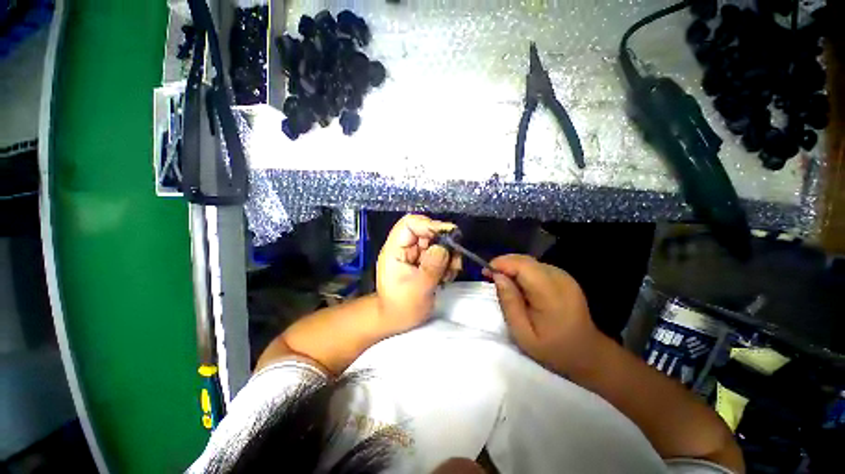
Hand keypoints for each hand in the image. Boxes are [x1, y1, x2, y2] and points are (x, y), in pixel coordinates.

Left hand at [376, 215, 461, 333]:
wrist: (396, 320)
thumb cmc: (402, 307)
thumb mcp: (419, 288)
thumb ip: (433, 266)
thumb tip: (445, 246)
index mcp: (395, 249)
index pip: (409, 224)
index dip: (429, 225)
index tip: (448, 236)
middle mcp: (405, 247)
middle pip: (427, 232)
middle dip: (444, 244)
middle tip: (454, 261)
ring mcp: (415, 254)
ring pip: (437, 243)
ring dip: (449, 255)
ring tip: (450, 273)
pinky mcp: (424, 261)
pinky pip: (440, 254)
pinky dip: (448, 263)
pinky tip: (447, 277)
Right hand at [486, 254, 598, 375]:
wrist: (587, 353)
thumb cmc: (552, 349)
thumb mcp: (523, 333)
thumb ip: (509, 303)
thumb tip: (497, 276)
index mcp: (551, 295)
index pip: (523, 266)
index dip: (502, 264)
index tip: (485, 272)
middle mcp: (560, 279)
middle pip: (526, 260)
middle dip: (504, 264)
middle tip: (490, 276)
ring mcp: (564, 276)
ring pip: (530, 261)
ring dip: (512, 267)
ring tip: (501, 280)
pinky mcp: (564, 277)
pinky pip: (537, 267)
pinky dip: (522, 270)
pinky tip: (517, 283)